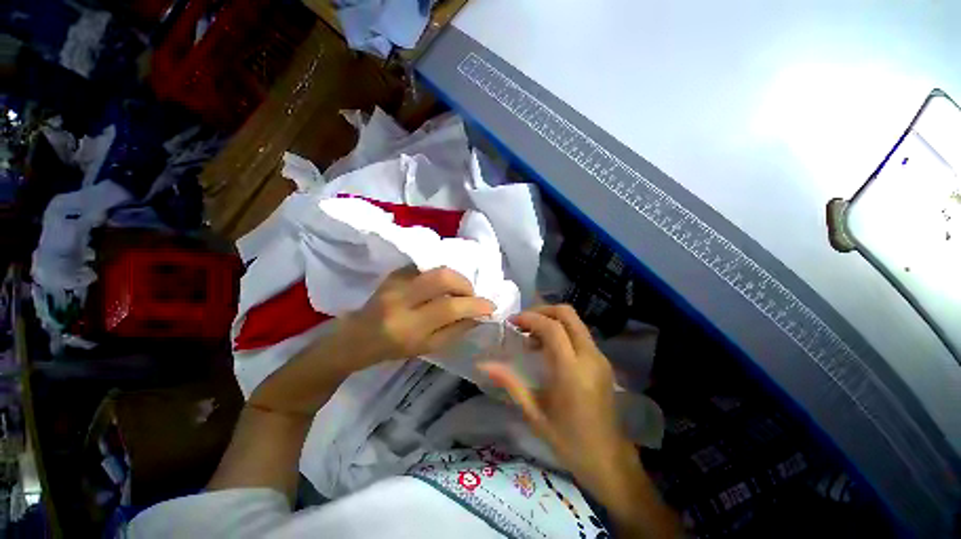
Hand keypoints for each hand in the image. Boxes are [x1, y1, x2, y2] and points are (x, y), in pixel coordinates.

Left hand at [337, 266, 495, 368]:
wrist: (358, 336)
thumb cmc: (395, 348)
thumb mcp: (429, 347)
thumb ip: (456, 330)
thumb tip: (479, 314)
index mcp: (409, 326)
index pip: (449, 308)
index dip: (474, 304)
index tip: (490, 306)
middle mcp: (401, 299)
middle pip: (442, 277)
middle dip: (465, 284)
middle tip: (470, 295)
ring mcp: (396, 282)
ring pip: (435, 268)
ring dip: (455, 277)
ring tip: (458, 290)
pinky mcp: (395, 272)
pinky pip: (426, 267)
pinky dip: (440, 274)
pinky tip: (440, 286)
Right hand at [478, 305, 634, 499]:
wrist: (609, 460)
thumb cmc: (568, 441)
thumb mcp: (534, 413)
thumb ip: (510, 383)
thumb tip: (484, 365)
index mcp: (572, 371)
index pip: (552, 328)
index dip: (530, 318)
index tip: (512, 322)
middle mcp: (589, 357)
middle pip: (567, 314)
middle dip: (542, 311)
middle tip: (523, 323)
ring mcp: (600, 357)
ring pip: (575, 321)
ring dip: (551, 320)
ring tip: (532, 337)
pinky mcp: (603, 361)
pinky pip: (580, 334)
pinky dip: (562, 331)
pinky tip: (548, 349)